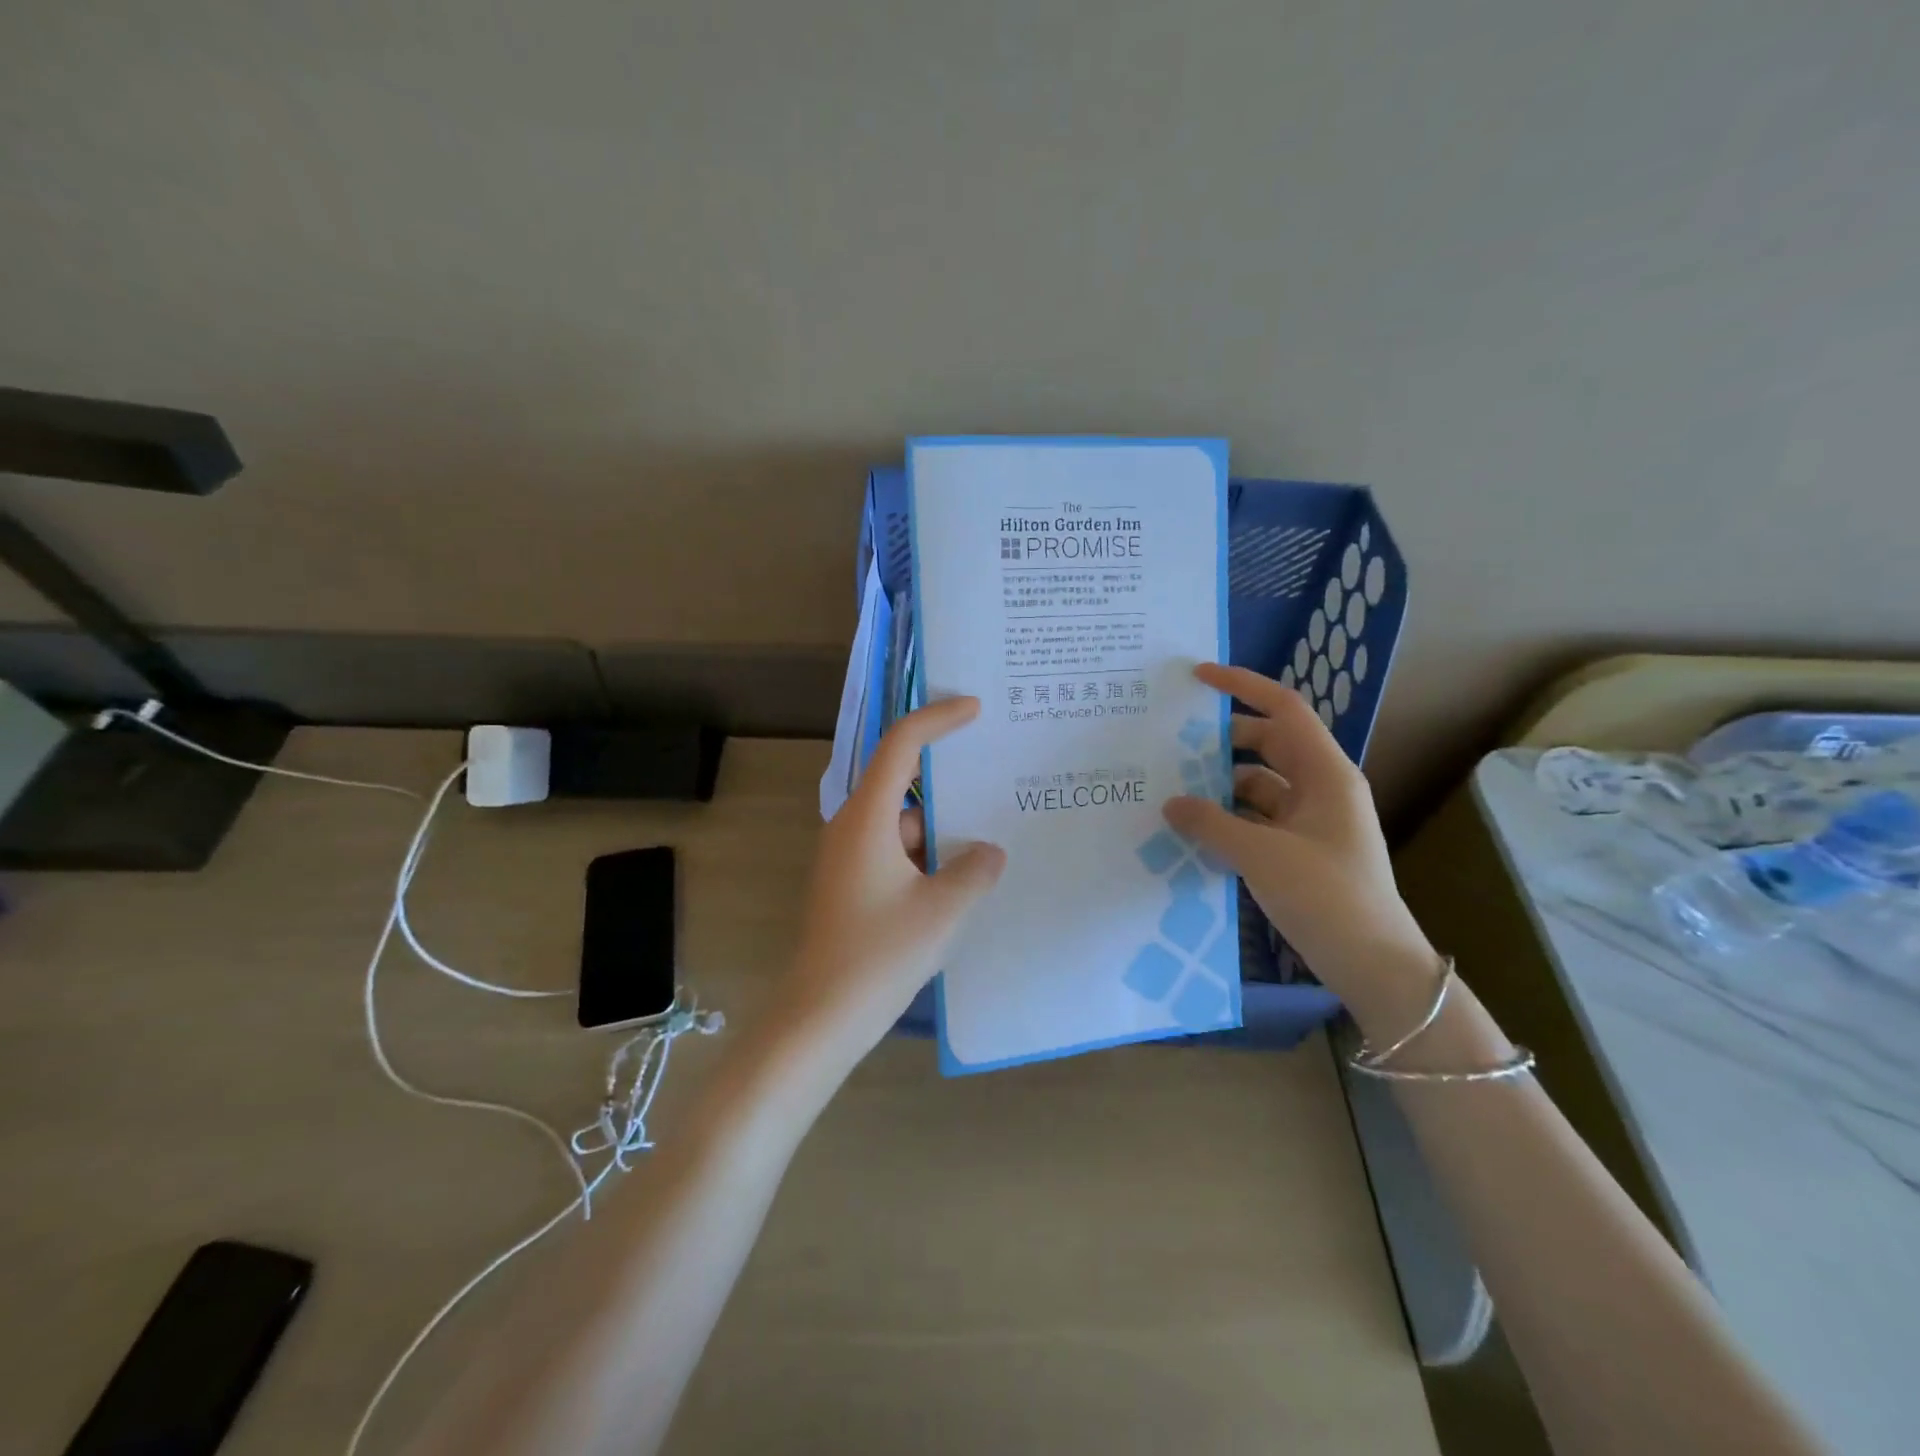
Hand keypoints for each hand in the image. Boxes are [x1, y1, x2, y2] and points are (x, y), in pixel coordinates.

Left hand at [776, 697, 1006, 1074]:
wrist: (821, 1017)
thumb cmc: (880, 954)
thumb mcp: (943, 910)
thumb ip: (975, 871)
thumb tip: (989, 852)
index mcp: (867, 818)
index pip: (900, 746)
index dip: (937, 719)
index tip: (974, 708)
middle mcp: (851, 827)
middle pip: (903, 784)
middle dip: (949, 783)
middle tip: (994, 777)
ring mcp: (846, 857)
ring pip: (902, 825)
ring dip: (941, 831)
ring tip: (989, 842)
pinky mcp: (849, 884)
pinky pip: (894, 852)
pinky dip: (926, 857)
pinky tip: (958, 881)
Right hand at [1161, 664, 1437, 1028]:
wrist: (1373, 963)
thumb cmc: (1326, 896)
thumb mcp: (1262, 855)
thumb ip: (1211, 823)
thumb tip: (1171, 803)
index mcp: (1325, 773)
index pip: (1283, 709)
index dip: (1242, 686)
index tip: (1197, 677)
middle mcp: (1320, 787)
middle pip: (1266, 744)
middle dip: (1221, 741)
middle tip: (1171, 743)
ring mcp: (1311, 820)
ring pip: (1259, 785)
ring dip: (1220, 785)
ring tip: (1172, 789)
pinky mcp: (1300, 849)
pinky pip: (1258, 818)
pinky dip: (1229, 818)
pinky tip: (1194, 829)